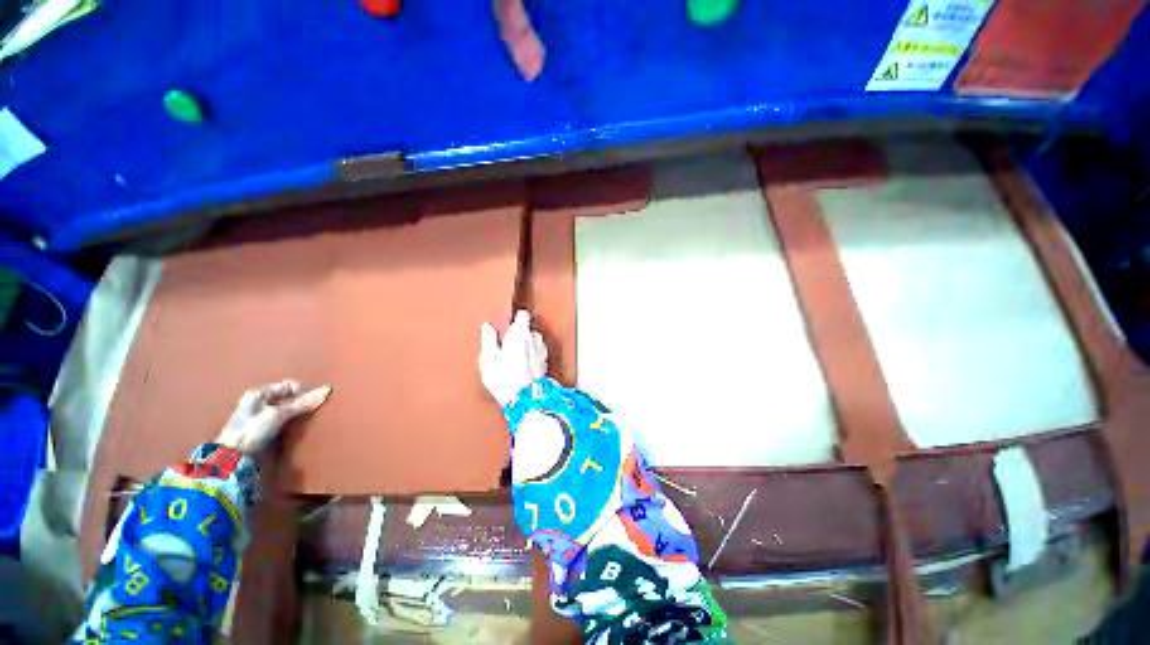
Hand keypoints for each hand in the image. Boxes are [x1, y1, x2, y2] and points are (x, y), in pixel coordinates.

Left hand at [216, 380, 330, 452]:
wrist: (232, 458)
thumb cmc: (252, 430)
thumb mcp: (279, 414)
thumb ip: (302, 403)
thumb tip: (327, 390)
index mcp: (258, 393)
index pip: (288, 385)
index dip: (302, 390)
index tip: (314, 399)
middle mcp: (258, 402)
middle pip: (287, 398)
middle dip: (301, 402)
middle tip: (314, 409)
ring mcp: (260, 418)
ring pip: (286, 410)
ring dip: (297, 413)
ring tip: (308, 419)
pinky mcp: (263, 431)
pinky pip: (283, 422)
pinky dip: (292, 423)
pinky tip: (298, 428)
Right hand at [479, 309, 547, 405]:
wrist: (527, 401)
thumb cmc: (507, 382)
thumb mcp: (488, 361)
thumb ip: (488, 341)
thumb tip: (487, 328)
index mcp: (520, 335)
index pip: (523, 315)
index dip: (515, 318)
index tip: (508, 324)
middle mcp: (535, 341)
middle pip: (529, 329)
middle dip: (520, 335)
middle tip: (507, 346)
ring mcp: (542, 352)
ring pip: (535, 341)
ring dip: (528, 346)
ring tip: (515, 358)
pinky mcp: (546, 363)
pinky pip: (539, 353)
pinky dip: (533, 356)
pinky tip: (523, 367)